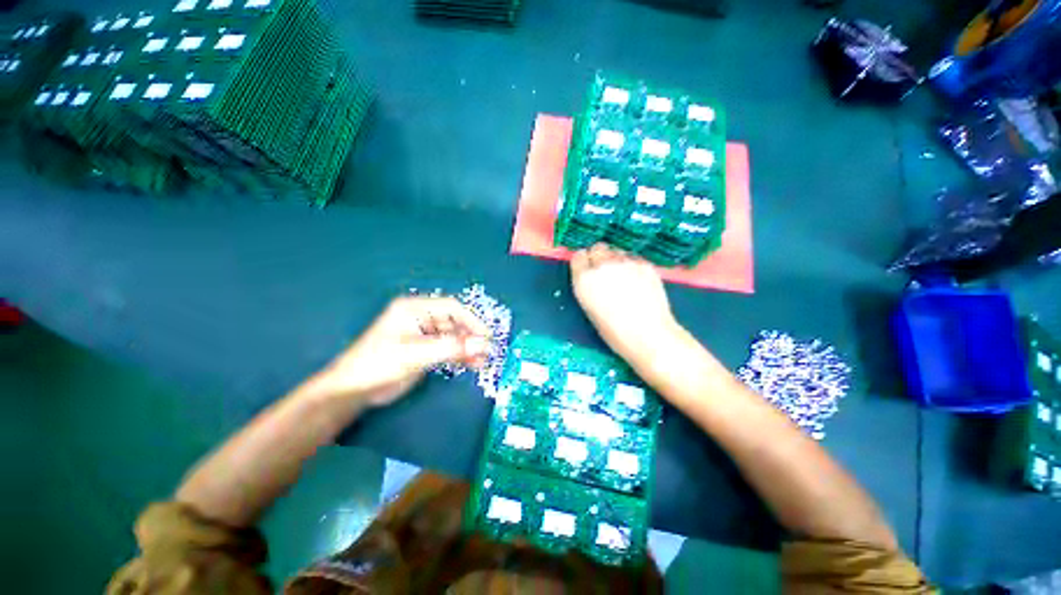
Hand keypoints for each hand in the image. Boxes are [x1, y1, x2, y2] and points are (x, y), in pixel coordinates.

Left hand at [313, 296, 490, 406]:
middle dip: (471, 337)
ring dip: (468, 348)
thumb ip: (451, 348)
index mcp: (414, 309)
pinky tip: (472, 364)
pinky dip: (460, 356)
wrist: (353, 391)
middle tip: (487, 351)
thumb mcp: (416, 354)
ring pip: (454, 337)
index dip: (471, 320)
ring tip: (483, 361)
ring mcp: (424, 334)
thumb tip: (483, 345)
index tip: (486, 335)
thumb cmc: (379, 364)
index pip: (451, 308)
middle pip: (454, 322)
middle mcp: (421, 318)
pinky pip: (448, 348)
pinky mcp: (425, 349)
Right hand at [571, 244, 678, 361]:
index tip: (587, 269)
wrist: (647, 335)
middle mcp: (602, 265)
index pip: (579, 256)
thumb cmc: (613, 331)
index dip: (584, 263)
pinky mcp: (645, 263)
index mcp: (584, 279)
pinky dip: (633, 265)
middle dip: (599, 257)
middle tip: (606, 271)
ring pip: (617, 251)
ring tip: (624, 277)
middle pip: (597, 248)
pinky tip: (638, 280)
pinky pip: (633, 258)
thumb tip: (593, 277)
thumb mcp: (590, 308)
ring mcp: (625, 262)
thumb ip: (588, 287)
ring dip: (616, 260)